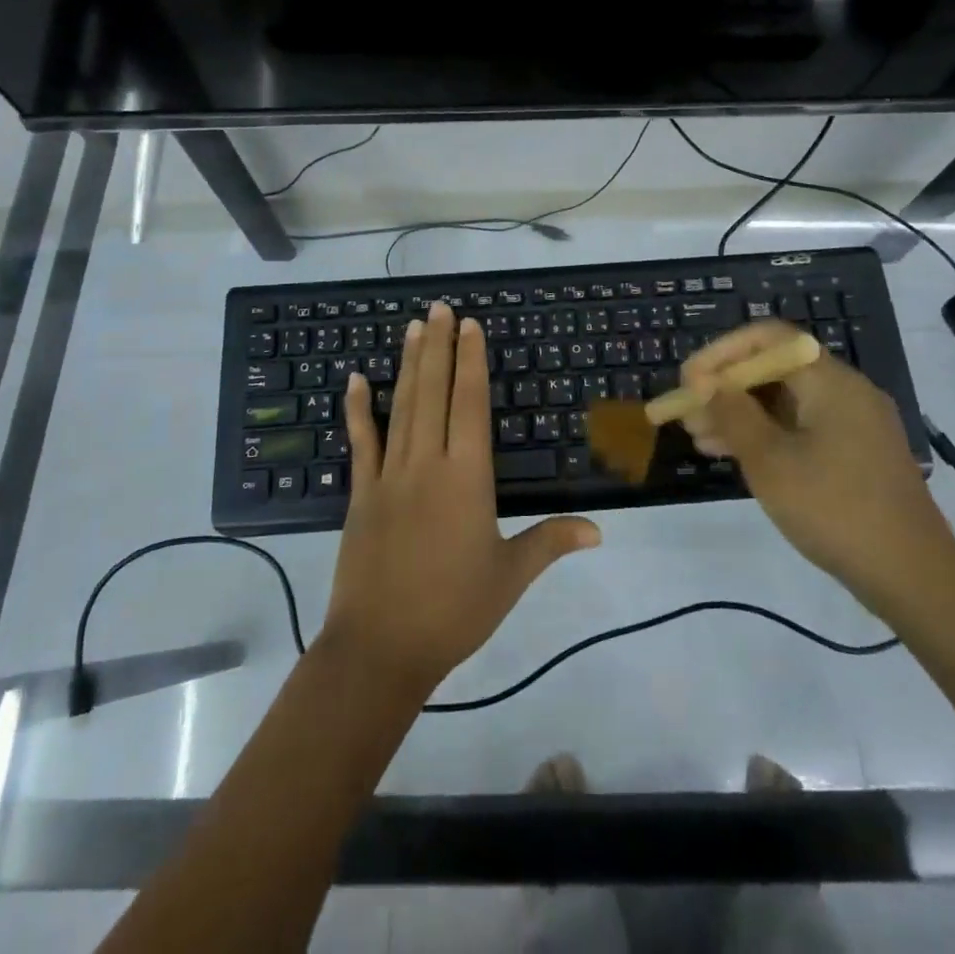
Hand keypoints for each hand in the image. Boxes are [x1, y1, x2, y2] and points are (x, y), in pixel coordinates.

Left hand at [322, 302, 600, 695]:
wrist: (380, 647)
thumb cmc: (454, 611)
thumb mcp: (510, 577)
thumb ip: (551, 542)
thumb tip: (599, 530)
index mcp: (467, 477)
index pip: (470, 404)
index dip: (471, 361)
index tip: (470, 326)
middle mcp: (427, 463)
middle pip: (434, 392)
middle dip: (439, 346)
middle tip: (440, 308)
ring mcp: (389, 475)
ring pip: (402, 407)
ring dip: (408, 364)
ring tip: (413, 327)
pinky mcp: (362, 493)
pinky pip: (361, 442)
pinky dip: (358, 409)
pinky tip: (355, 379)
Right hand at [680, 321, 954, 606]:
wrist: (913, 577)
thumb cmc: (834, 509)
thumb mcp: (770, 461)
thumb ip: (733, 414)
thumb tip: (706, 383)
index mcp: (830, 381)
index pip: (768, 338)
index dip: (722, 352)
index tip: (689, 381)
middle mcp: (845, 391)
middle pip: (774, 369)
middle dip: (726, 387)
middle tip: (687, 413)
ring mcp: (853, 423)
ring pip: (785, 401)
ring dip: (740, 414)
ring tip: (699, 439)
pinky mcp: (855, 453)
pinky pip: (801, 427)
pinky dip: (765, 434)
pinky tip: (732, 456)